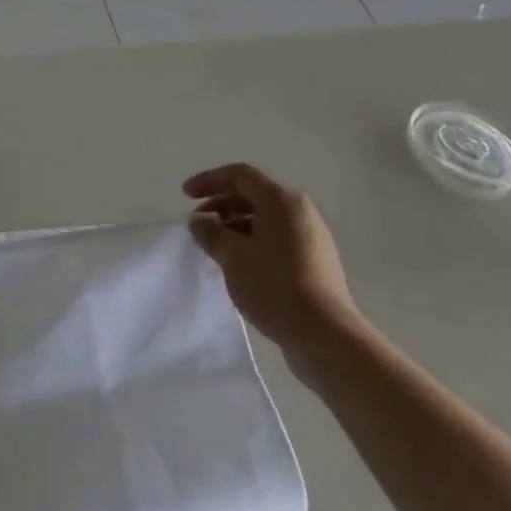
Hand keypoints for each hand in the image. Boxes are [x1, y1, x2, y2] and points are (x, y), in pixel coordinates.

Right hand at [184, 164, 363, 380]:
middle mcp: (300, 211)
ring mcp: (312, 236)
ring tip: (215, 244)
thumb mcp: (232, 256)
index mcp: (281, 200)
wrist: (325, 335)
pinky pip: (277, 236)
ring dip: (235, 224)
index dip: (208, 180)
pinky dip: (253, 239)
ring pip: (265, 217)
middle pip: (253, 194)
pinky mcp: (316, 260)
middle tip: (198, 223)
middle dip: (221, 204)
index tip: (185, 195)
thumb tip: (199, 220)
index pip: (239, 175)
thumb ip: (210, 232)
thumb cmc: (274, 286)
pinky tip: (239, 262)